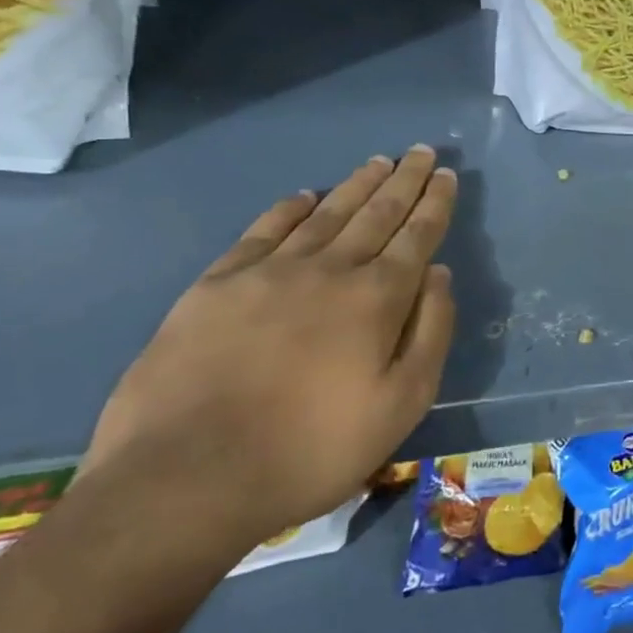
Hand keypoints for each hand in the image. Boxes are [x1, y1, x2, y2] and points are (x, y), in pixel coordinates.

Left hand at [85, 146, 457, 548]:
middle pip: (376, 213)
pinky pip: (262, 231)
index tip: (447, 174)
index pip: (417, 235)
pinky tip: (305, 195)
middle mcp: (328, 270)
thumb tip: (439, 274)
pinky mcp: (217, 286)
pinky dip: (289, 208)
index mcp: (377, 298)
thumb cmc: (311, 450)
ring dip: (356, 185)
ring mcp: (268, 273)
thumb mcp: (401, 405)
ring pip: (326, 214)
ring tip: (378, 161)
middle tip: (421, 152)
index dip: (435, 202)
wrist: (184, 480)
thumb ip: (430, 333)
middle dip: (404, 180)